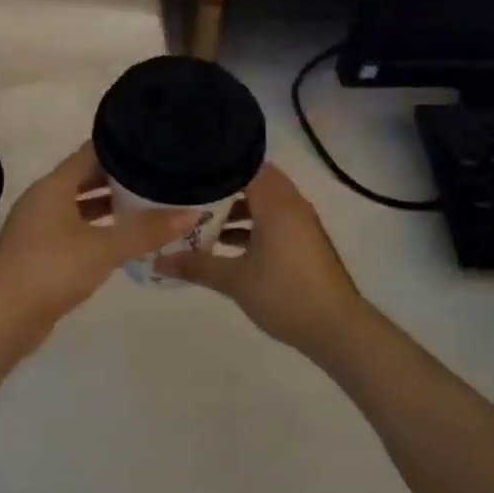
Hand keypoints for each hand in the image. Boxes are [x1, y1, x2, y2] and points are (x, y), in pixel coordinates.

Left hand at [0, 143, 198, 330]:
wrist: (3, 317)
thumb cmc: (52, 270)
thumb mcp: (105, 248)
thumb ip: (147, 231)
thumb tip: (193, 213)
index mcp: (53, 186)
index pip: (91, 152)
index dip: (121, 146)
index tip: (153, 145)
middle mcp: (43, 199)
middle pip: (85, 178)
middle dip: (119, 177)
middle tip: (158, 176)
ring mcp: (38, 227)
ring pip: (79, 206)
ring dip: (108, 205)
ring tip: (147, 205)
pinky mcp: (39, 252)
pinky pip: (73, 230)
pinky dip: (97, 229)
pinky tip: (122, 239)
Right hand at [155, 162, 367, 355]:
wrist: (336, 328)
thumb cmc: (284, 294)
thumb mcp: (234, 280)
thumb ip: (196, 265)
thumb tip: (157, 260)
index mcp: (276, 203)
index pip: (245, 164)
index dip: (216, 164)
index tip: (187, 168)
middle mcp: (290, 204)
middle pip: (253, 181)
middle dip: (221, 187)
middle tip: (188, 192)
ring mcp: (300, 223)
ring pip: (262, 202)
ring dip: (235, 208)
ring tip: (200, 219)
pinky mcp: (303, 241)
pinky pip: (272, 220)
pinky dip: (250, 225)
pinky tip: (224, 245)